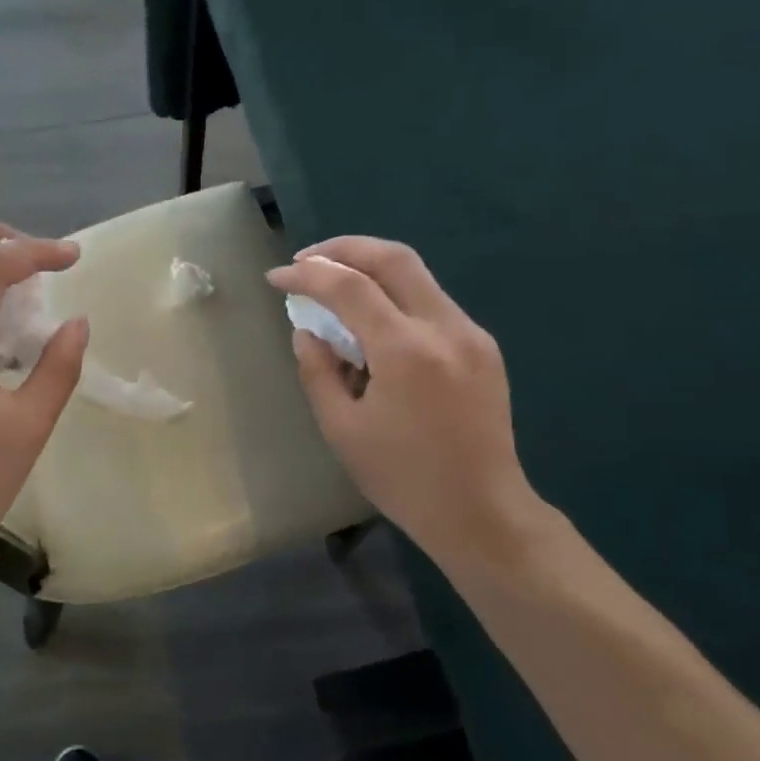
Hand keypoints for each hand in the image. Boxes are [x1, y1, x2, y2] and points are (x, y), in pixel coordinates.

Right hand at [267, 237, 548, 569]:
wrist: (481, 512)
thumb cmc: (403, 478)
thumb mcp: (341, 429)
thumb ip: (317, 371)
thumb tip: (308, 331)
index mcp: (406, 351)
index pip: (349, 286)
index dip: (307, 275)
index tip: (276, 278)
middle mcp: (445, 328)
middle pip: (394, 257)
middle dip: (344, 249)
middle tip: (307, 261)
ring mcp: (470, 334)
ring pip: (417, 275)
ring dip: (370, 270)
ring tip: (333, 288)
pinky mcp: (483, 347)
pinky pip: (431, 303)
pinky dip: (395, 298)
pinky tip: (372, 323)